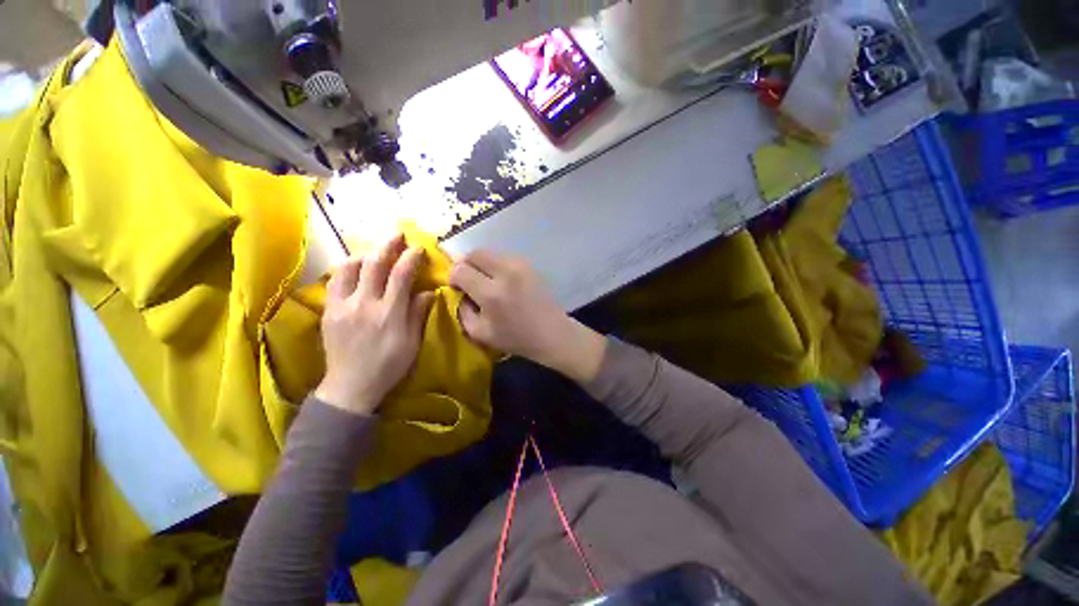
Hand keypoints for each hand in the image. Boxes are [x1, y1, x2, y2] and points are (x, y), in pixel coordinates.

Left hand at [315, 234, 433, 414]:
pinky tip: (354, 267)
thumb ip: (418, 313)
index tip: (418, 248)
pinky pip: (335, 281)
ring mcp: (342, 306)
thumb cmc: (389, 365)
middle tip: (397, 234)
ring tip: (375, 251)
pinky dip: (346, 269)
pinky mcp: (328, 311)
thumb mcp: (412, 342)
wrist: (351, 385)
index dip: (410, 258)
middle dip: (388, 245)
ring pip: (350, 268)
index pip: (401, 275)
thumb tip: (427, 291)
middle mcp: (364, 304)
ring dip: (365, 254)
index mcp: (389, 313)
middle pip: (375, 264)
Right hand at [449, 250, 605, 383]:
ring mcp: (520, 265)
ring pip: (489, 252)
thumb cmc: (516, 338)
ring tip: (485, 280)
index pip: (461, 270)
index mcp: (492, 294)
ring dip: (481, 264)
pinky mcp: (529, 264)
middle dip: (465, 264)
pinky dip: (495, 265)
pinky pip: (503, 256)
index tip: (458, 288)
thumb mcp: (480, 333)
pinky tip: (500, 280)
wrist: (552, 333)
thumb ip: (462, 311)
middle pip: (474, 253)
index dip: (453, 277)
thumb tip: (459, 292)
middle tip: (468, 280)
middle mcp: (506, 272)